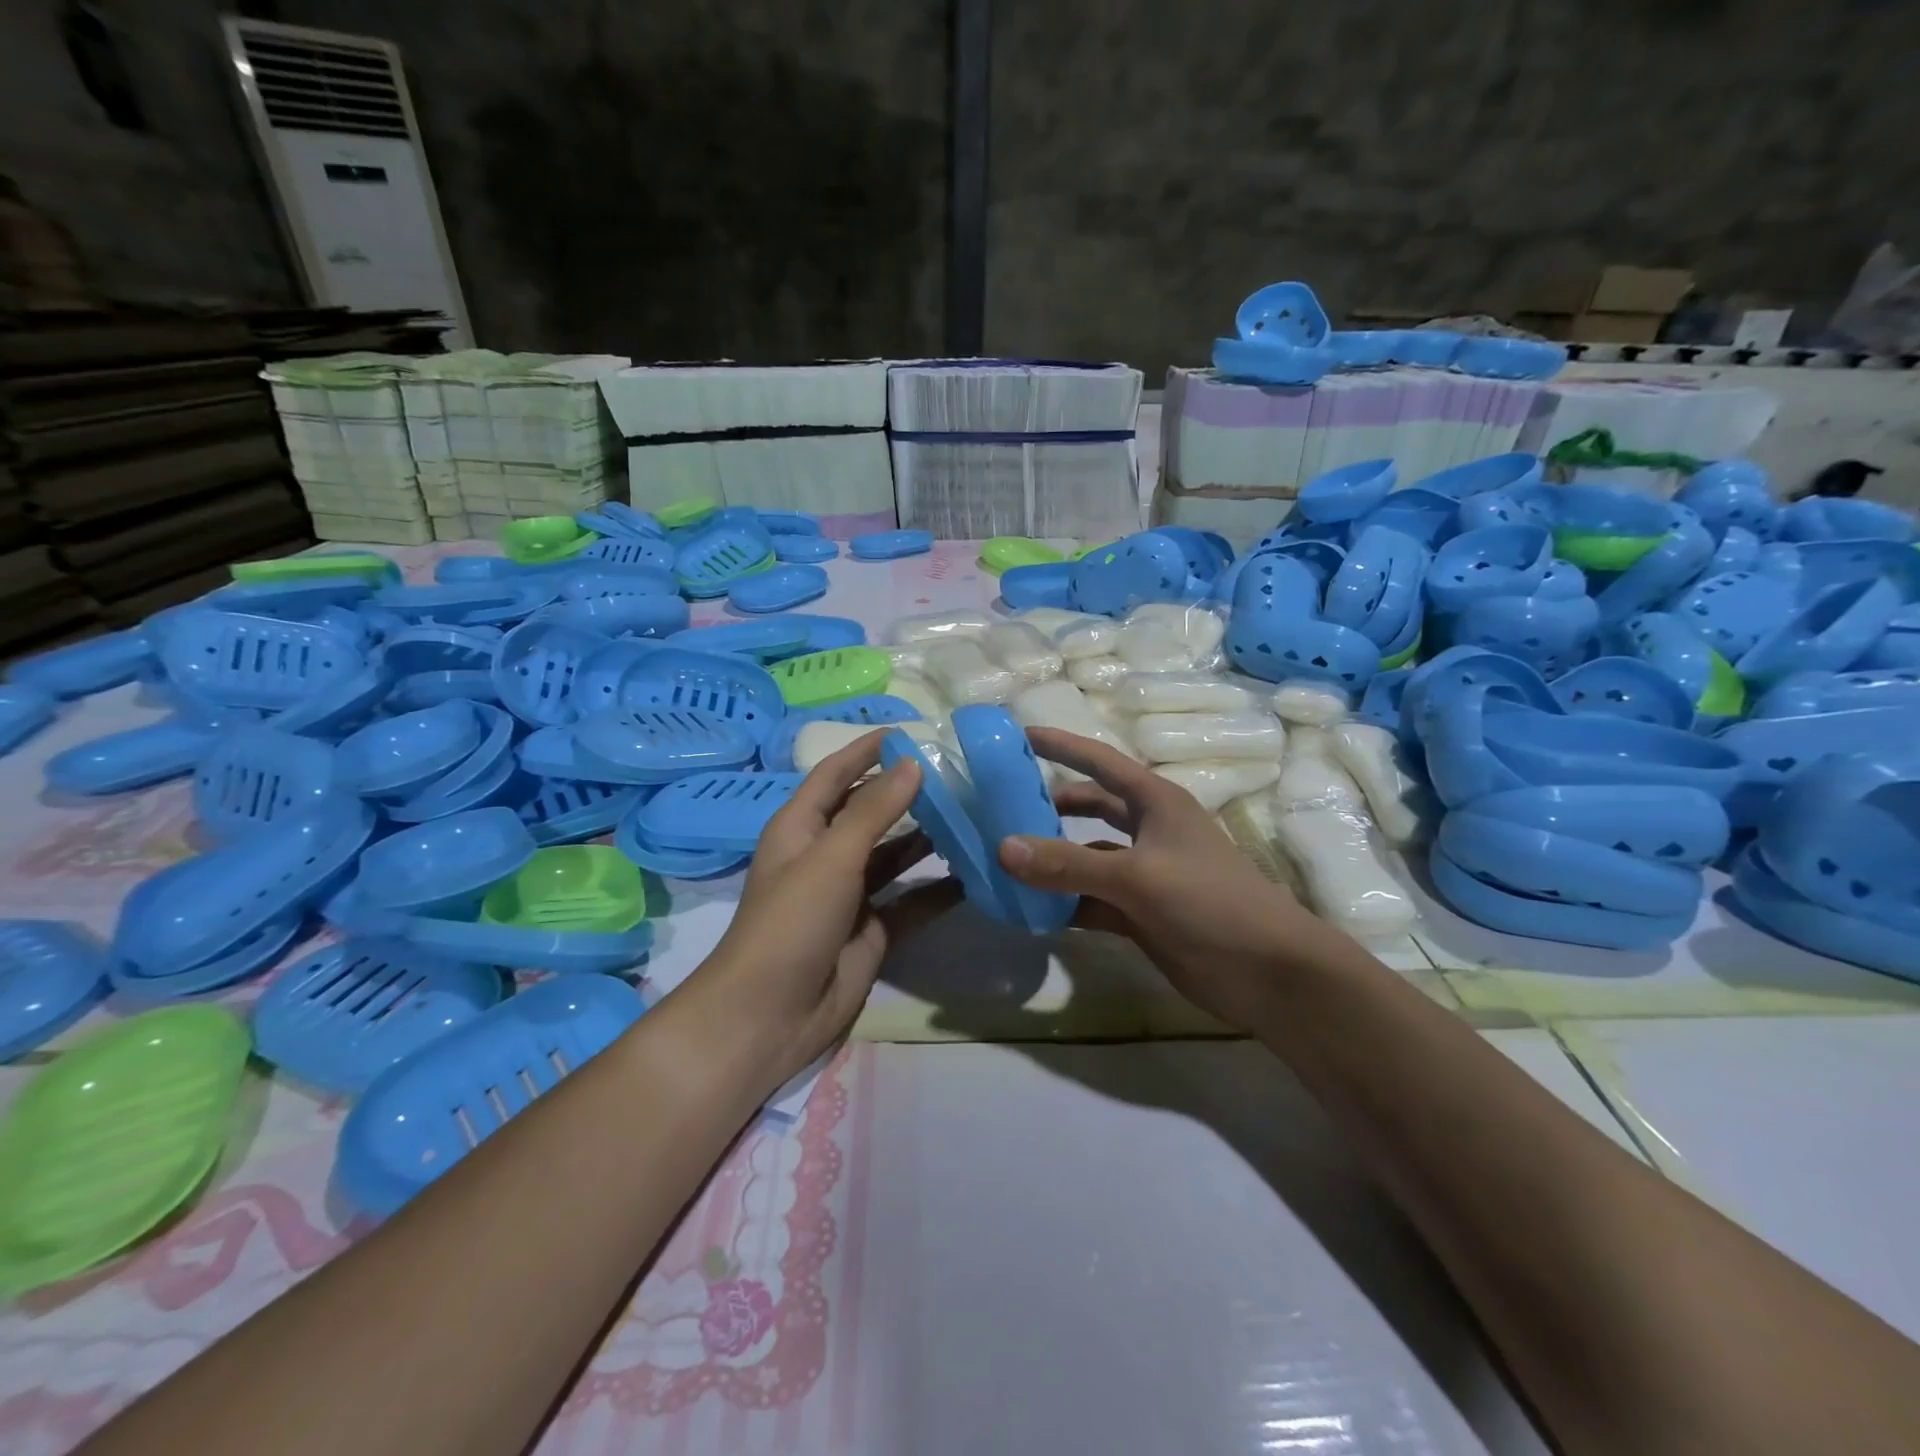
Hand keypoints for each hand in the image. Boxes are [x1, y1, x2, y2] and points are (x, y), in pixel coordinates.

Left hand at [697, 733, 953, 1088]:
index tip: (909, 731)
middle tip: (958, 773)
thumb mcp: (831, 857)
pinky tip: (975, 874)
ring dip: (929, 838)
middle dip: (908, 793)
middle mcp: (826, 854)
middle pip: (870, 812)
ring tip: (974, 814)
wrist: (770, 1015)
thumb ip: (874, 810)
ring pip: (896, 855)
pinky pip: (913, 901)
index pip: (835, 773)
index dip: (866, 750)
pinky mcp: (874, 930)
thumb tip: (913, 763)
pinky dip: (940, 890)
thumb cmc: (791, 922)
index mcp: (802, 827)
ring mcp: (851, 894)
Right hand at [1001, 728, 1343, 1031]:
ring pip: (1086, 857)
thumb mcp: (1137, 877)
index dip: (1061, 746)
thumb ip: (1068, 864)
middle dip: (1048, 806)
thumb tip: (1002, 848)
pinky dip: (1063, 903)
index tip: (1019, 736)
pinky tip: (1030, 910)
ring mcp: (1144, 875)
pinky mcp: (1140, 914)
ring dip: (1051, 860)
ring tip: (1003, 861)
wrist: (1270, 974)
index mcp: (1155, 802)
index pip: (1099, 761)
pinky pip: (1090, 900)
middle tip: (999, 807)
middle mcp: (1148, 831)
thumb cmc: (1210, 903)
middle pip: (1089, 807)